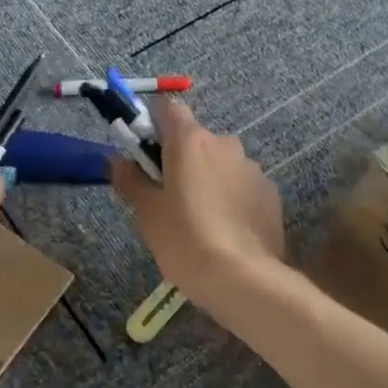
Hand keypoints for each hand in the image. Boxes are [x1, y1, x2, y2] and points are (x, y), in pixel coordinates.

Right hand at [110, 99, 284, 310]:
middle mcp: (225, 144)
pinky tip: (224, 229)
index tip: (144, 151)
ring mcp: (252, 168)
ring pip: (221, 163)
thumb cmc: (184, 239)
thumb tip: (117, 160)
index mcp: (190, 141)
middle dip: (180, 159)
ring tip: (199, 218)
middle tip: (167, 195)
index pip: (168, 108)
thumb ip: (130, 180)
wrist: (242, 279)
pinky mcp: (271, 193)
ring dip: (208, 178)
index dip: (153, 123)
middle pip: (195, 139)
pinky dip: (231, 197)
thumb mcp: (147, 213)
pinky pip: (242, 185)